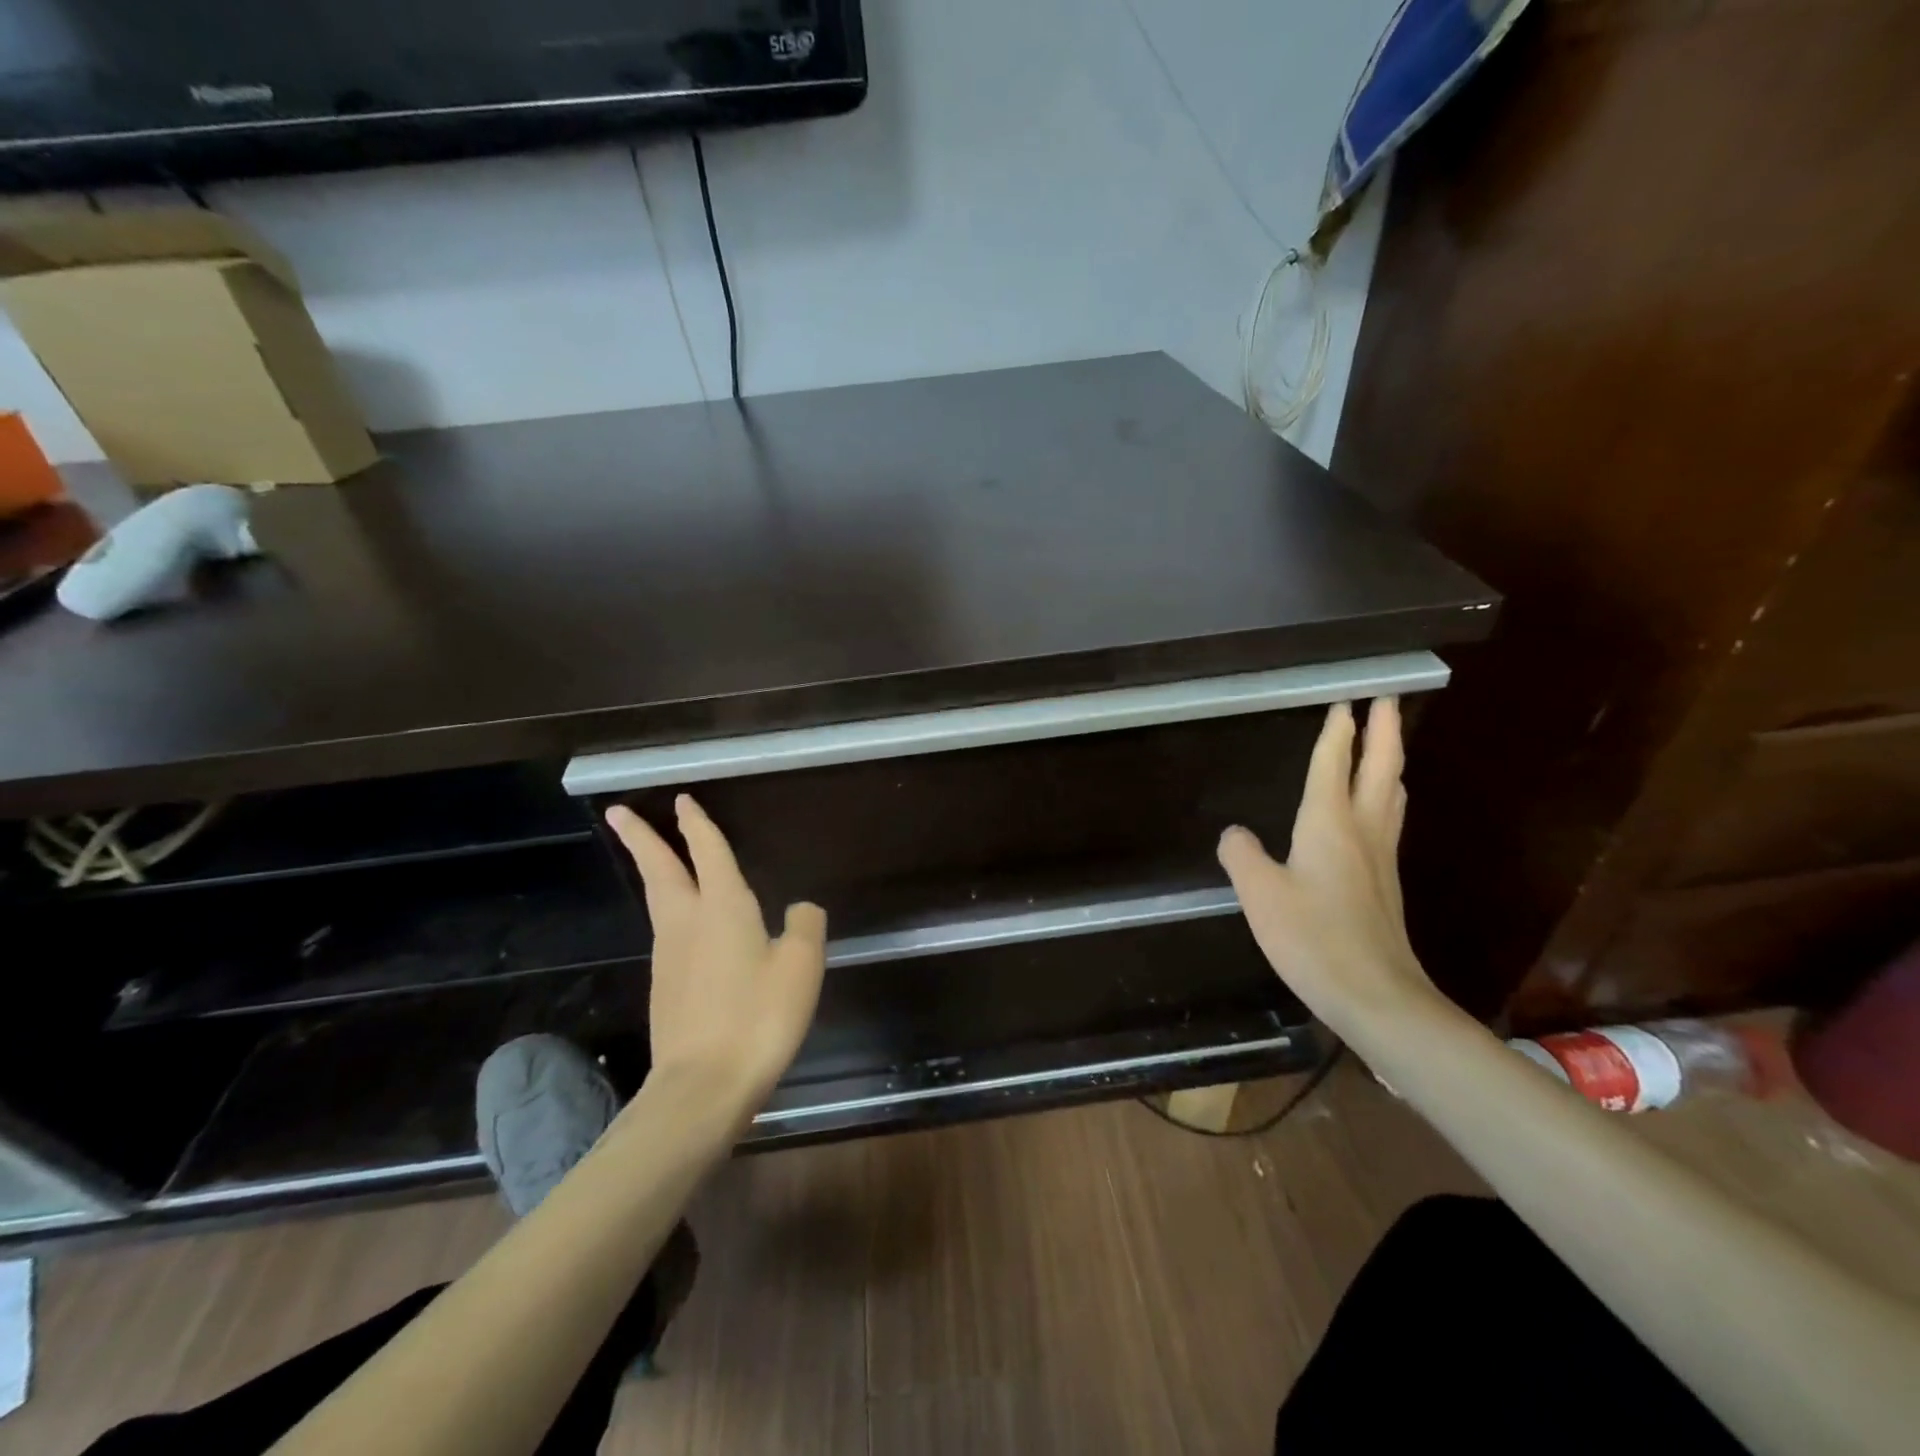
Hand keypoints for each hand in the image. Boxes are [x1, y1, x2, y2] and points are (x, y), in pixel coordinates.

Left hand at [604, 795, 826, 1117]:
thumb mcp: (802, 966)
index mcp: (723, 908)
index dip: (697, 825)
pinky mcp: (665, 988)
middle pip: (660, 870)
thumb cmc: (758, 1017)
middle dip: (642, 838)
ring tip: (655, 859)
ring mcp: (669, 957)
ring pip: (658, 900)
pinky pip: (666, 933)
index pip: (708, 852)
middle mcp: (687, 923)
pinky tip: (685, 926)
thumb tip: (799, 908)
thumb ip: (805, 926)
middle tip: (620, 813)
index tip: (682, 801)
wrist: (702, 1087)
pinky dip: (668, 910)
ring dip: (653, 871)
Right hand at [1217, 699, 1441, 1039]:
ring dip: (1391, 762)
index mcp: (1329, 824)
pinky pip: (1388, 821)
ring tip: (1388, 745)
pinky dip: (1386, 797)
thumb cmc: (1312, 938)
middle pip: (1381, 769)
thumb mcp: (1259, 894)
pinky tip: (1380, 809)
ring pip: (1391, 795)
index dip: (1338, 732)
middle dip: (1383, 731)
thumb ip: (1241, 855)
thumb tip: (1234, 833)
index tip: (1346, 701)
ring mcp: (1381, 859)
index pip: (1334, 765)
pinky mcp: (1385, 885)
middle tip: (1386, 699)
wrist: (1376, 996)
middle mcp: (1362, 832)